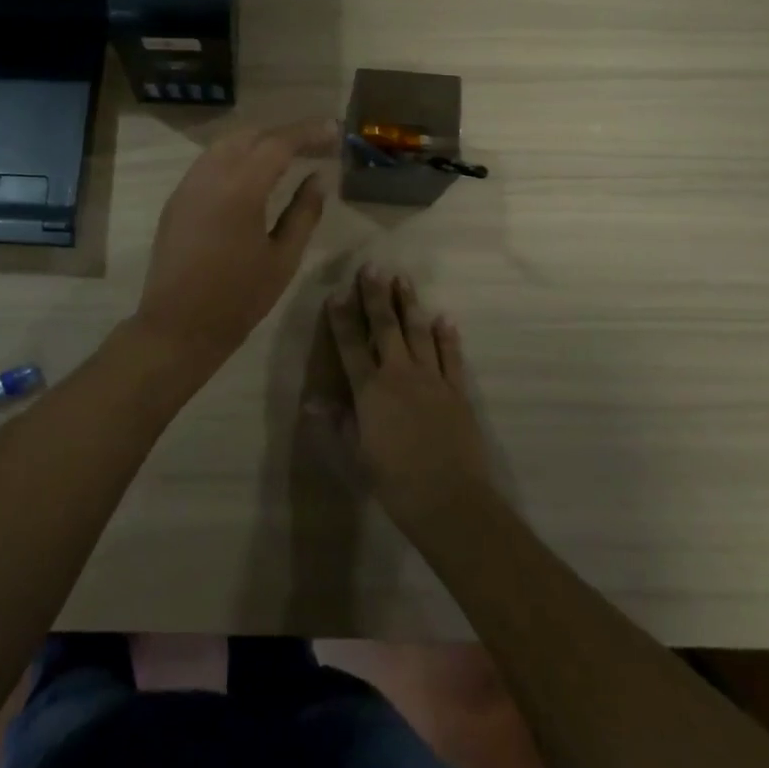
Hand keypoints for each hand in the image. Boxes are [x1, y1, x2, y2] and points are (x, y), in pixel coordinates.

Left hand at [133, 118, 338, 371]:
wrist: (178, 325)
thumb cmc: (239, 298)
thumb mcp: (283, 258)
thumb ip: (304, 212)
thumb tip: (319, 177)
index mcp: (241, 188)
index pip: (278, 143)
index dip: (309, 133)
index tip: (334, 130)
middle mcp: (210, 175)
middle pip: (251, 135)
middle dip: (284, 134)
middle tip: (316, 144)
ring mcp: (188, 184)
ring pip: (226, 144)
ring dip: (258, 141)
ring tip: (288, 155)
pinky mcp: (177, 198)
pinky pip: (209, 161)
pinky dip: (236, 156)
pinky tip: (252, 173)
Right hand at [316, 265, 493, 530]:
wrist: (449, 499)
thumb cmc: (394, 480)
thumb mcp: (356, 454)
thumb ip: (337, 422)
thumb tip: (312, 401)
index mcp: (370, 390)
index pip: (350, 345)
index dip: (342, 318)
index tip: (337, 292)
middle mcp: (399, 375)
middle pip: (385, 328)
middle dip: (376, 296)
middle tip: (372, 268)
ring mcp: (432, 379)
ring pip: (418, 333)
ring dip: (409, 304)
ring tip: (403, 279)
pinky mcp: (456, 391)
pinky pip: (451, 356)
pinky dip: (447, 336)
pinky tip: (444, 318)